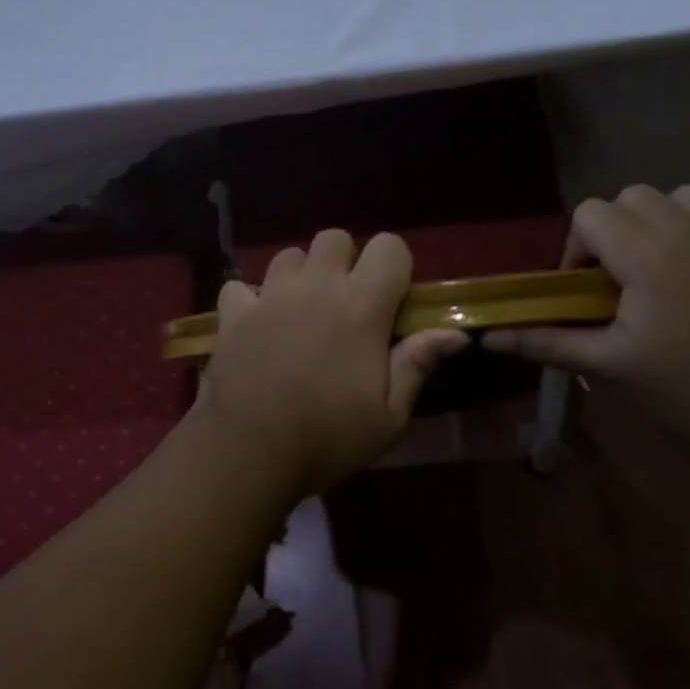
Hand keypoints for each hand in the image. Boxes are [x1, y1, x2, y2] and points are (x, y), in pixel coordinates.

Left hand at [194, 230, 467, 499]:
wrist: (249, 450)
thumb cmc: (328, 436)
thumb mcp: (388, 415)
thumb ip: (417, 364)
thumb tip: (456, 333)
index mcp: (361, 306)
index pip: (389, 247)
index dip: (395, 267)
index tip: (391, 300)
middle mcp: (316, 287)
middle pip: (335, 238)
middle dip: (345, 261)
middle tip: (345, 303)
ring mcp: (270, 295)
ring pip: (289, 254)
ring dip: (300, 275)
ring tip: (301, 311)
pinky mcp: (234, 312)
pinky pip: (240, 286)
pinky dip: (250, 300)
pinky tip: (257, 325)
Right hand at [481, 185, 689, 451]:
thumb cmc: (681, 387)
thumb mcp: (605, 365)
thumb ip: (544, 341)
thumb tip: (487, 338)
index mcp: (644, 253)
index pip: (592, 213)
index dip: (578, 246)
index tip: (585, 288)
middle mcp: (687, 230)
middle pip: (632, 197)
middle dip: (615, 229)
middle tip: (618, 278)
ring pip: (682, 197)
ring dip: (660, 221)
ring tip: (660, 266)